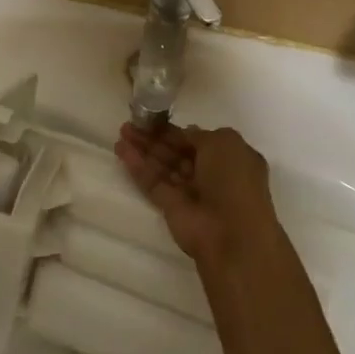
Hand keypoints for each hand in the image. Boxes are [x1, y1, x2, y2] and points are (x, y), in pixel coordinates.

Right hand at [114, 123, 282, 271]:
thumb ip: (200, 135)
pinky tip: (121, 150)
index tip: (153, 117)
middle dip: (155, 137)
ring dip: (143, 149)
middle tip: (130, 123)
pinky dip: (138, 167)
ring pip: (163, 166)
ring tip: (121, 133)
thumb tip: (185, 133)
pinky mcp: (171, 208)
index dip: (175, 129)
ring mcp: (190, 192)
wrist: (232, 236)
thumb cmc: (233, 180)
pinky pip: (153, 182)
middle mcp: (211, 174)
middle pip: (177, 152)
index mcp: (230, 158)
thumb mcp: (224, 142)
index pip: (198, 140)